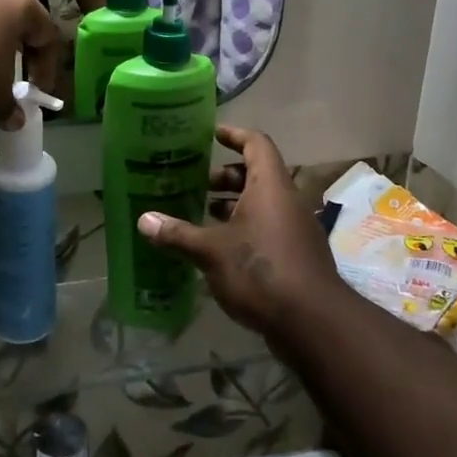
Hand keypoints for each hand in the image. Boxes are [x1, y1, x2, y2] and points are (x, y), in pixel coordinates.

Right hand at [136, 125, 342, 334]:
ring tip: (199, 214)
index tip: (211, 134)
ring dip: (232, 205)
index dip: (234, 135)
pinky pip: (266, 227)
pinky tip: (216, 249)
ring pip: (261, 204)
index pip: (256, 144)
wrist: (312, 323)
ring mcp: (294, 229)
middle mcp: (286, 201)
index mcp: (270, 186)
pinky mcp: (294, 255)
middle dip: (225, 177)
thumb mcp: (211, 251)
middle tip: (195, 183)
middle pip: (257, 174)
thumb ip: (178, 234)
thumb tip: (144, 220)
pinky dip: (242, 228)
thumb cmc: (261, 271)